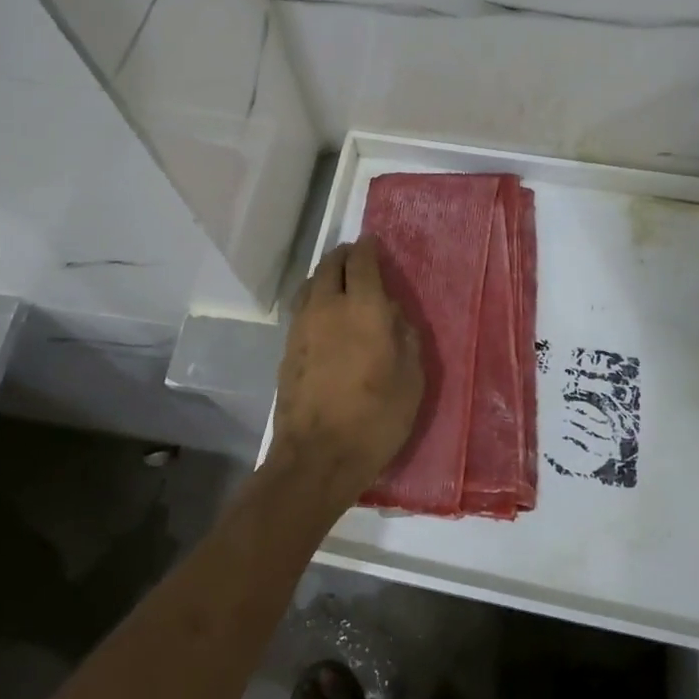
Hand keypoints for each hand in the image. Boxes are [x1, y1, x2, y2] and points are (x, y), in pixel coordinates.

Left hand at [269, 237, 424, 506]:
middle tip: (356, 257)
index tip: (373, 242)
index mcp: (363, 307)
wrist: (316, 456)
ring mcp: (302, 325)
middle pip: (330, 265)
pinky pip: (301, 306)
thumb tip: (392, 313)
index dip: (368, 247)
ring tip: (338, 280)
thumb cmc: (375, 418)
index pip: (362, 262)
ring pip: (310, 283)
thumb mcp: (411, 378)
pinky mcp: (287, 347)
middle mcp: (327, 306)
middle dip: (344, 255)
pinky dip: (314, 297)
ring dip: (325, 274)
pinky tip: (323, 313)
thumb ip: (404, 336)